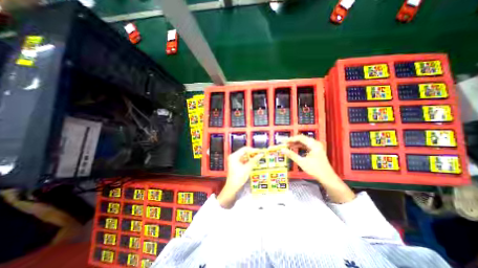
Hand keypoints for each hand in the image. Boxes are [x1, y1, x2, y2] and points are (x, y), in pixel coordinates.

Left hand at [218, 146, 262, 208]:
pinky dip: (248, 161)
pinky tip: (254, 162)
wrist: (232, 187)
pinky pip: (243, 160)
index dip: (252, 150)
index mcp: (234, 156)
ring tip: (258, 158)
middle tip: (260, 154)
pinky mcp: (236, 164)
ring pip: (244, 156)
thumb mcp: (247, 168)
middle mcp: (233, 156)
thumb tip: (261, 154)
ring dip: (251, 157)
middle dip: (252, 153)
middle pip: (244, 152)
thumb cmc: (239, 177)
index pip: (244, 149)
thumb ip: (254, 160)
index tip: (259, 151)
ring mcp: (234, 160)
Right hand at [281, 136, 353, 202]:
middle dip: (292, 141)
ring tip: (288, 145)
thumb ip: (291, 155)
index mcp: (314, 144)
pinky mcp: (316, 150)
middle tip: (284, 143)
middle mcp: (315, 143)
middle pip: (302, 139)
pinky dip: (299, 146)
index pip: (300, 138)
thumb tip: (282, 150)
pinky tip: (294, 148)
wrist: (327, 178)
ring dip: (295, 143)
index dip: (291, 139)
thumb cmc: (315, 170)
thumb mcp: (301, 162)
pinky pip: (306, 145)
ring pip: (303, 142)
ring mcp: (316, 147)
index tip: (283, 141)